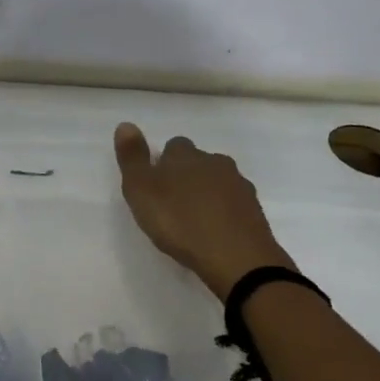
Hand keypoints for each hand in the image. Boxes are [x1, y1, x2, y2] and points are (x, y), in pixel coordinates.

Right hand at [114, 123, 294, 300]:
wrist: (235, 256)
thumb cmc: (180, 223)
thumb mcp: (142, 191)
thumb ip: (133, 158)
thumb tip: (125, 124)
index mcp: (186, 157)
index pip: (174, 146)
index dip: (163, 162)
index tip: (155, 184)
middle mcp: (216, 163)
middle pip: (199, 162)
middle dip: (187, 176)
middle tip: (172, 203)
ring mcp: (239, 186)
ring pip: (219, 181)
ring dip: (207, 194)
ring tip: (193, 219)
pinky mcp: (254, 211)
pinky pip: (234, 204)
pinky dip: (223, 212)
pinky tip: (215, 231)